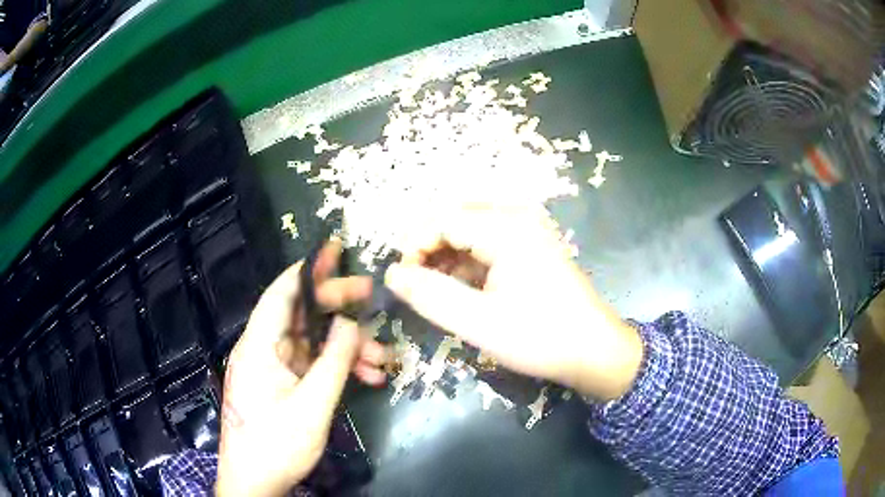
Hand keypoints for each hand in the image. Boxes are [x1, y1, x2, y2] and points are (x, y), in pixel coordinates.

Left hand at [216, 240, 386, 496]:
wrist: (254, 483)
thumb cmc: (275, 446)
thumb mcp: (311, 407)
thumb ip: (332, 363)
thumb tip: (349, 322)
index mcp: (259, 347)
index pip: (281, 293)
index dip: (308, 269)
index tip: (336, 251)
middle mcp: (263, 350)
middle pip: (301, 315)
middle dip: (338, 307)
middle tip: (373, 298)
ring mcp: (273, 369)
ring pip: (312, 343)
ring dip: (346, 347)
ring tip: (384, 360)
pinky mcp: (282, 385)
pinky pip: (312, 366)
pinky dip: (338, 368)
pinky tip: (368, 379)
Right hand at [385, 205, 642, 400]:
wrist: (595, 350)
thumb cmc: (539, 337)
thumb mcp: (479, 323)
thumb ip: (431, 296)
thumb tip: (393, 274)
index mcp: (506, 228)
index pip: (442, 219)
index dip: (415, 246)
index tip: (403, 281)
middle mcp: (518, 217)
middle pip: (456, 218)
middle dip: (431, 249)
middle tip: (419, 286)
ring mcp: (529, 229)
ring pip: (471, 229)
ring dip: (449, 255)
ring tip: (441, 291)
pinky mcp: (534, 245)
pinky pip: (489, 240)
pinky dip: (470, 260)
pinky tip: (467, 288)